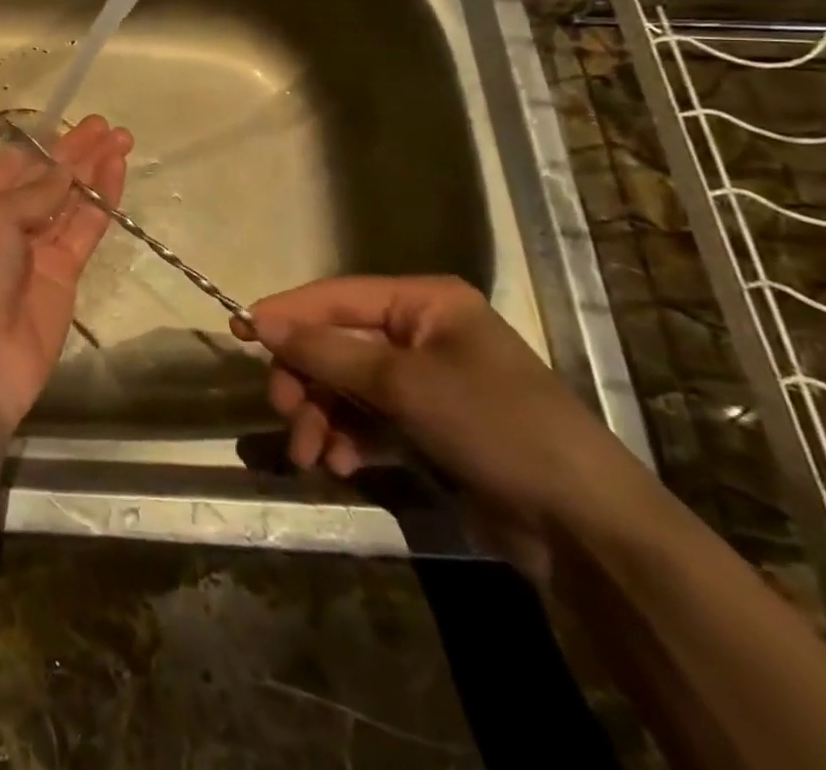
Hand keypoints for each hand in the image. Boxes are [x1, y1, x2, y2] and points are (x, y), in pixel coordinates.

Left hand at [0, 116, 132, 430]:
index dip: (44, 144)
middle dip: (74, 152)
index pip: (10, 165)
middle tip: (108, 127)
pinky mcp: (62, 274)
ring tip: (122, 140)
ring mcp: (33, 249)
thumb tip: (65, 171)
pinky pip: (83, 229)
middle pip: (43, 179)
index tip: (74, 125)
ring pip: (68, 200)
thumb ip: (34, 191)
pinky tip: (116, 173)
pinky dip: (100, 202)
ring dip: (92, 171)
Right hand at [233, 275, 634, 570]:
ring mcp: (423, 381)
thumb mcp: (403, 384)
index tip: (240, 331)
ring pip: (346, 385)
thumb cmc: (495, 425)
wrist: (585, 527)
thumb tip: (259, 320)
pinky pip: (367, 419)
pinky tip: (340, 464)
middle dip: (307, 380)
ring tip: (311, 454)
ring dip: (321, 417)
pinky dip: (347, 438)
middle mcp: (420, 333)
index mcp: (424, 303)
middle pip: (337, 344)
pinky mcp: (426, 425)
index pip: (337, 297)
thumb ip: (327, 351)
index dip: (288, 313)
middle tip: (285, 412)